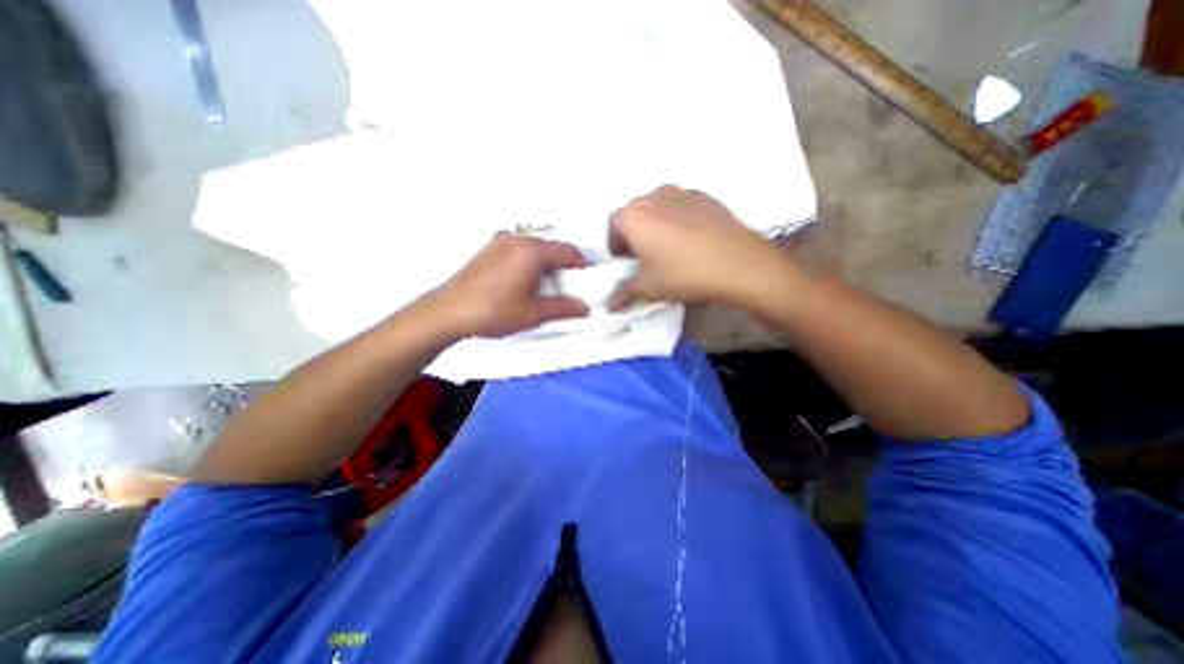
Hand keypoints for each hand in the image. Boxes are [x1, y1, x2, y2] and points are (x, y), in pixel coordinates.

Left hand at [430, 233, 589, 335]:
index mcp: (532, 252)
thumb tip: (584, 307)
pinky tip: (523, 280)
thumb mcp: (534, 313)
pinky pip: (519, 249)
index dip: (582, 267)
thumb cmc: (494, 311)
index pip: (569, 252)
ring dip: (546, 263)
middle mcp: (518, 239)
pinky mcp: (489, 247)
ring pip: (536, 247)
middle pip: (552, 247)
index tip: (585, 283)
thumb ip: (564, 308)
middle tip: (566, 287)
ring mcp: (501, 241)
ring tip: (544, 286)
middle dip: (564, 266)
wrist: (448, 311)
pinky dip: (530, 261)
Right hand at [611, 184, 792, 309]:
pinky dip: (676, 219)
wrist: (738, 264)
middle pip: (634, 213)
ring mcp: (681, 193)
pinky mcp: (704, 196)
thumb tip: (612, 305)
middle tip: (644, 256)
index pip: (612, 226)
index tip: (625, 262)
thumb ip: (625, 294)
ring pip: (657, 206)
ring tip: (667, 246)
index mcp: (634, 217)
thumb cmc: (684, 274)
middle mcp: (653, 197)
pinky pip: (680, 206)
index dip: (615, 245)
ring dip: (654, 223)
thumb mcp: (649, 289)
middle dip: (633, 233)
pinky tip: (690, 239)